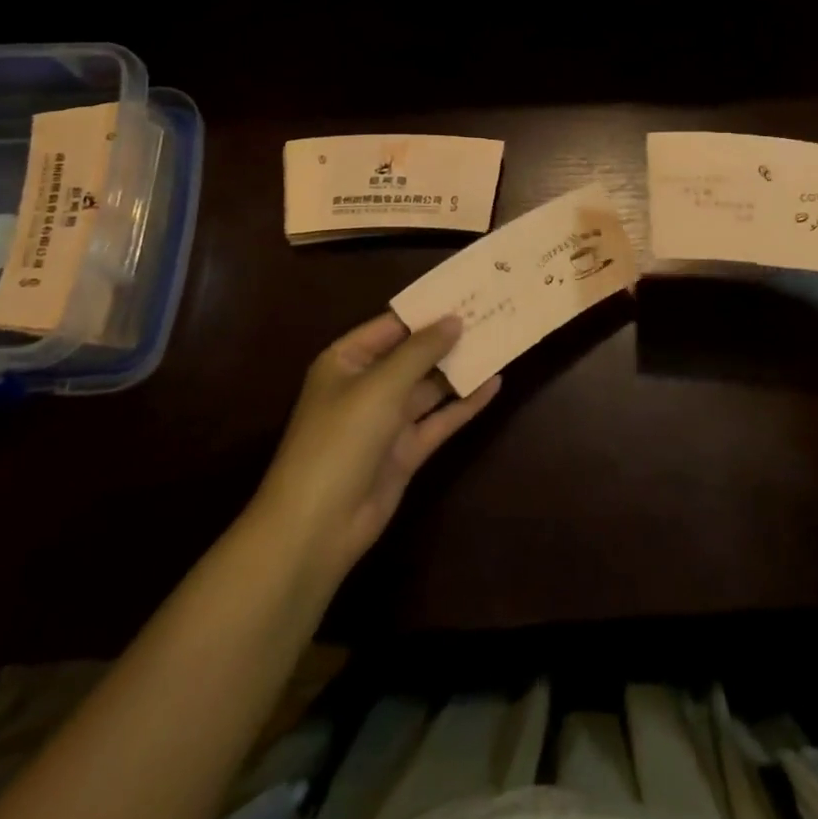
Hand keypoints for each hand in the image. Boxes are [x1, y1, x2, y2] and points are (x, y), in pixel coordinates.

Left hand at [248, 314, 500, 592]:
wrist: (317, 526)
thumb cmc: (340, 439)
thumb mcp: (380, 386)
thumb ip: (420, 351)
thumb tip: (455, 320)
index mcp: (347, 361)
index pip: (392, 326)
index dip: (427, 311)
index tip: (466, 292)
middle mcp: (366, 386)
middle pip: (414, 355)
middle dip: (448, 338)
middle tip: (491, 313)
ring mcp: (387, 421)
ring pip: (430, 387)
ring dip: (460, 369)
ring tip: (500, 342)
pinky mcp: (405, 451)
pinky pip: (439, 419)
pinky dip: (465, 404)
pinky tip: (494, 384)